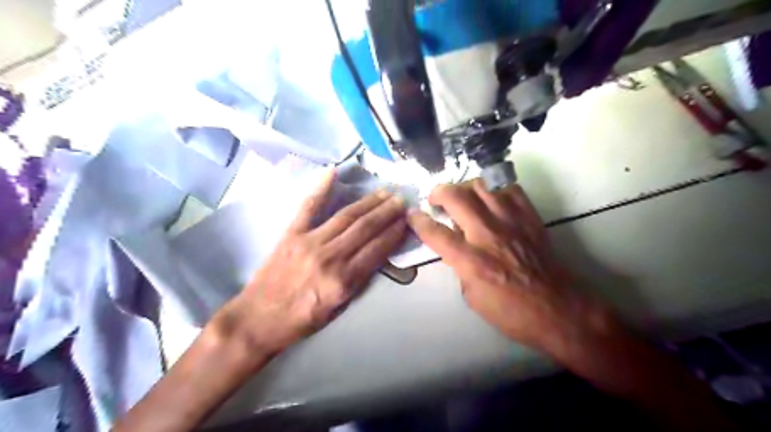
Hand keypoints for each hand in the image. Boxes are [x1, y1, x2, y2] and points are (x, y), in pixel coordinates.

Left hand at [219, 171, 409, 358]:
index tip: (407, 220)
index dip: (394, 232)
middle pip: (365, 228)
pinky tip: (333, 172)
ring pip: (346, 216)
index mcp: (344, 281)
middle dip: (387, 212)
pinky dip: (321, 189)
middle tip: (401, 199)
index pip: (377, 249)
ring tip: (384, 192)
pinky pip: (308, 207)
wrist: (257, 320)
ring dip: (368, 202)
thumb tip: (376, 254)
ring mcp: (309, 242)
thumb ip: (358, 280)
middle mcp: (330, 258)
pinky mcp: (290, 234)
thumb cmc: (301, 320)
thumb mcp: (339, 308)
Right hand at [405, 178, 611, 349]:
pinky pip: (509, 189)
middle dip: (438, 192)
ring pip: (481, 185)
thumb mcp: (472, 296)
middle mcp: (488, 234)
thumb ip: (459, 266)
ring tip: (462, 197)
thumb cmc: (511, 311)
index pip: (435, 232)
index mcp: (471, 261)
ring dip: (464, 187)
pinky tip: (491, 200)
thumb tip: (456, 246)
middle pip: (456, 197)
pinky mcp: (529, 217)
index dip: (418, 221)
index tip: (412, 215)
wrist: (558, 309)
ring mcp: (511, 222)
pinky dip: (495, 190)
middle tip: (435, 199)